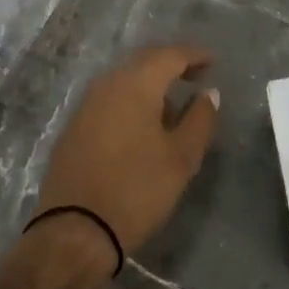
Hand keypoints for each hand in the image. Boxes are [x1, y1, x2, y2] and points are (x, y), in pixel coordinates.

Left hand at [34, 46, 221, 259]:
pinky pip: (110, 99)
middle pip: (145, 62)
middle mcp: (107, 84)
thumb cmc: (136, 190)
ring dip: (150, 84)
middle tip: (195, 75)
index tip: (214, 61)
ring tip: (173, 104)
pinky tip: (142, 124)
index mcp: (136, 84)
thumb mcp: (181, 158)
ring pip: (124, 80)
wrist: (74, 233)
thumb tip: (209, 93)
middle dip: (172, 64)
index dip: (195, 55)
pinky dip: (131, 101)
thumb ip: (200, 119)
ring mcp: (86, 105)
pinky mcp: (74, 127)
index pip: (170, 55)